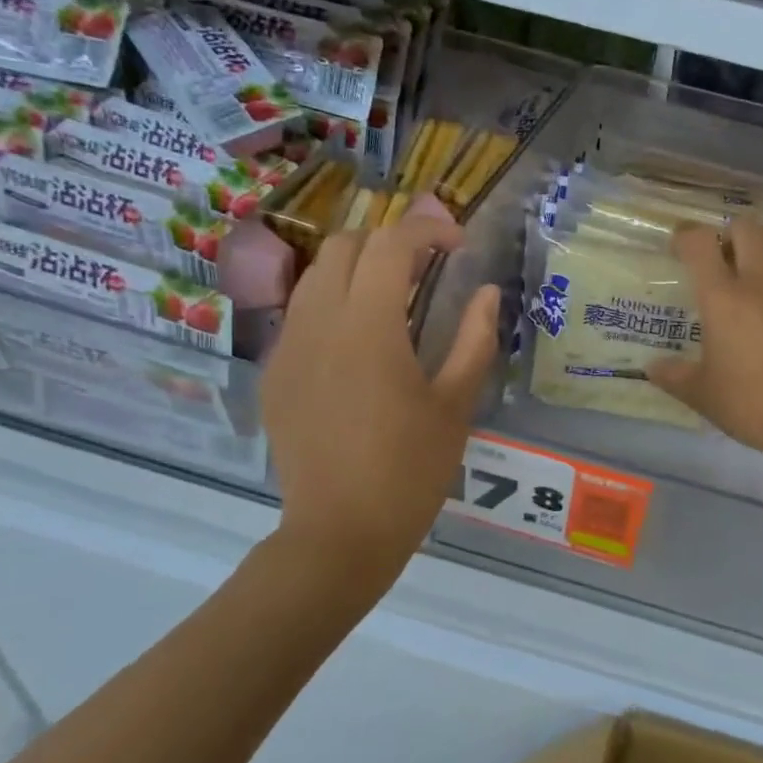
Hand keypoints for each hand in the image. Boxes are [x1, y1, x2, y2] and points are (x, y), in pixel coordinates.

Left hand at [260, 199, 498, 591]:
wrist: (340, 533)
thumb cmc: (410, 470)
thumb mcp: (455, 405)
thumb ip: (474, 339)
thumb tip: (486, 293)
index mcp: (369, 327)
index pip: (392, 245)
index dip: (428, 230)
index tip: (458, 244)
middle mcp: (319, 323)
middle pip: (345, 246)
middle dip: (389, 241)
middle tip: (427, 267)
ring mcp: (288, 347)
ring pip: (316, 276)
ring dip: (357, 269)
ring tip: (393, 298)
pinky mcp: (275, 373)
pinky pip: (301, 314)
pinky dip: (334, 304)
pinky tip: (359, 343)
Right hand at [648, 221, 762, 458]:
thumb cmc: (751, 404)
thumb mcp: (702, 395)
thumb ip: (674, 376)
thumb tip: (651, 369)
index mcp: (721, 297)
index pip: (699, 242)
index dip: (686, 237)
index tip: (681, 249)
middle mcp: (759, 280)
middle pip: (744, 227)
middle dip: (731, 234)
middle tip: (725, 259)